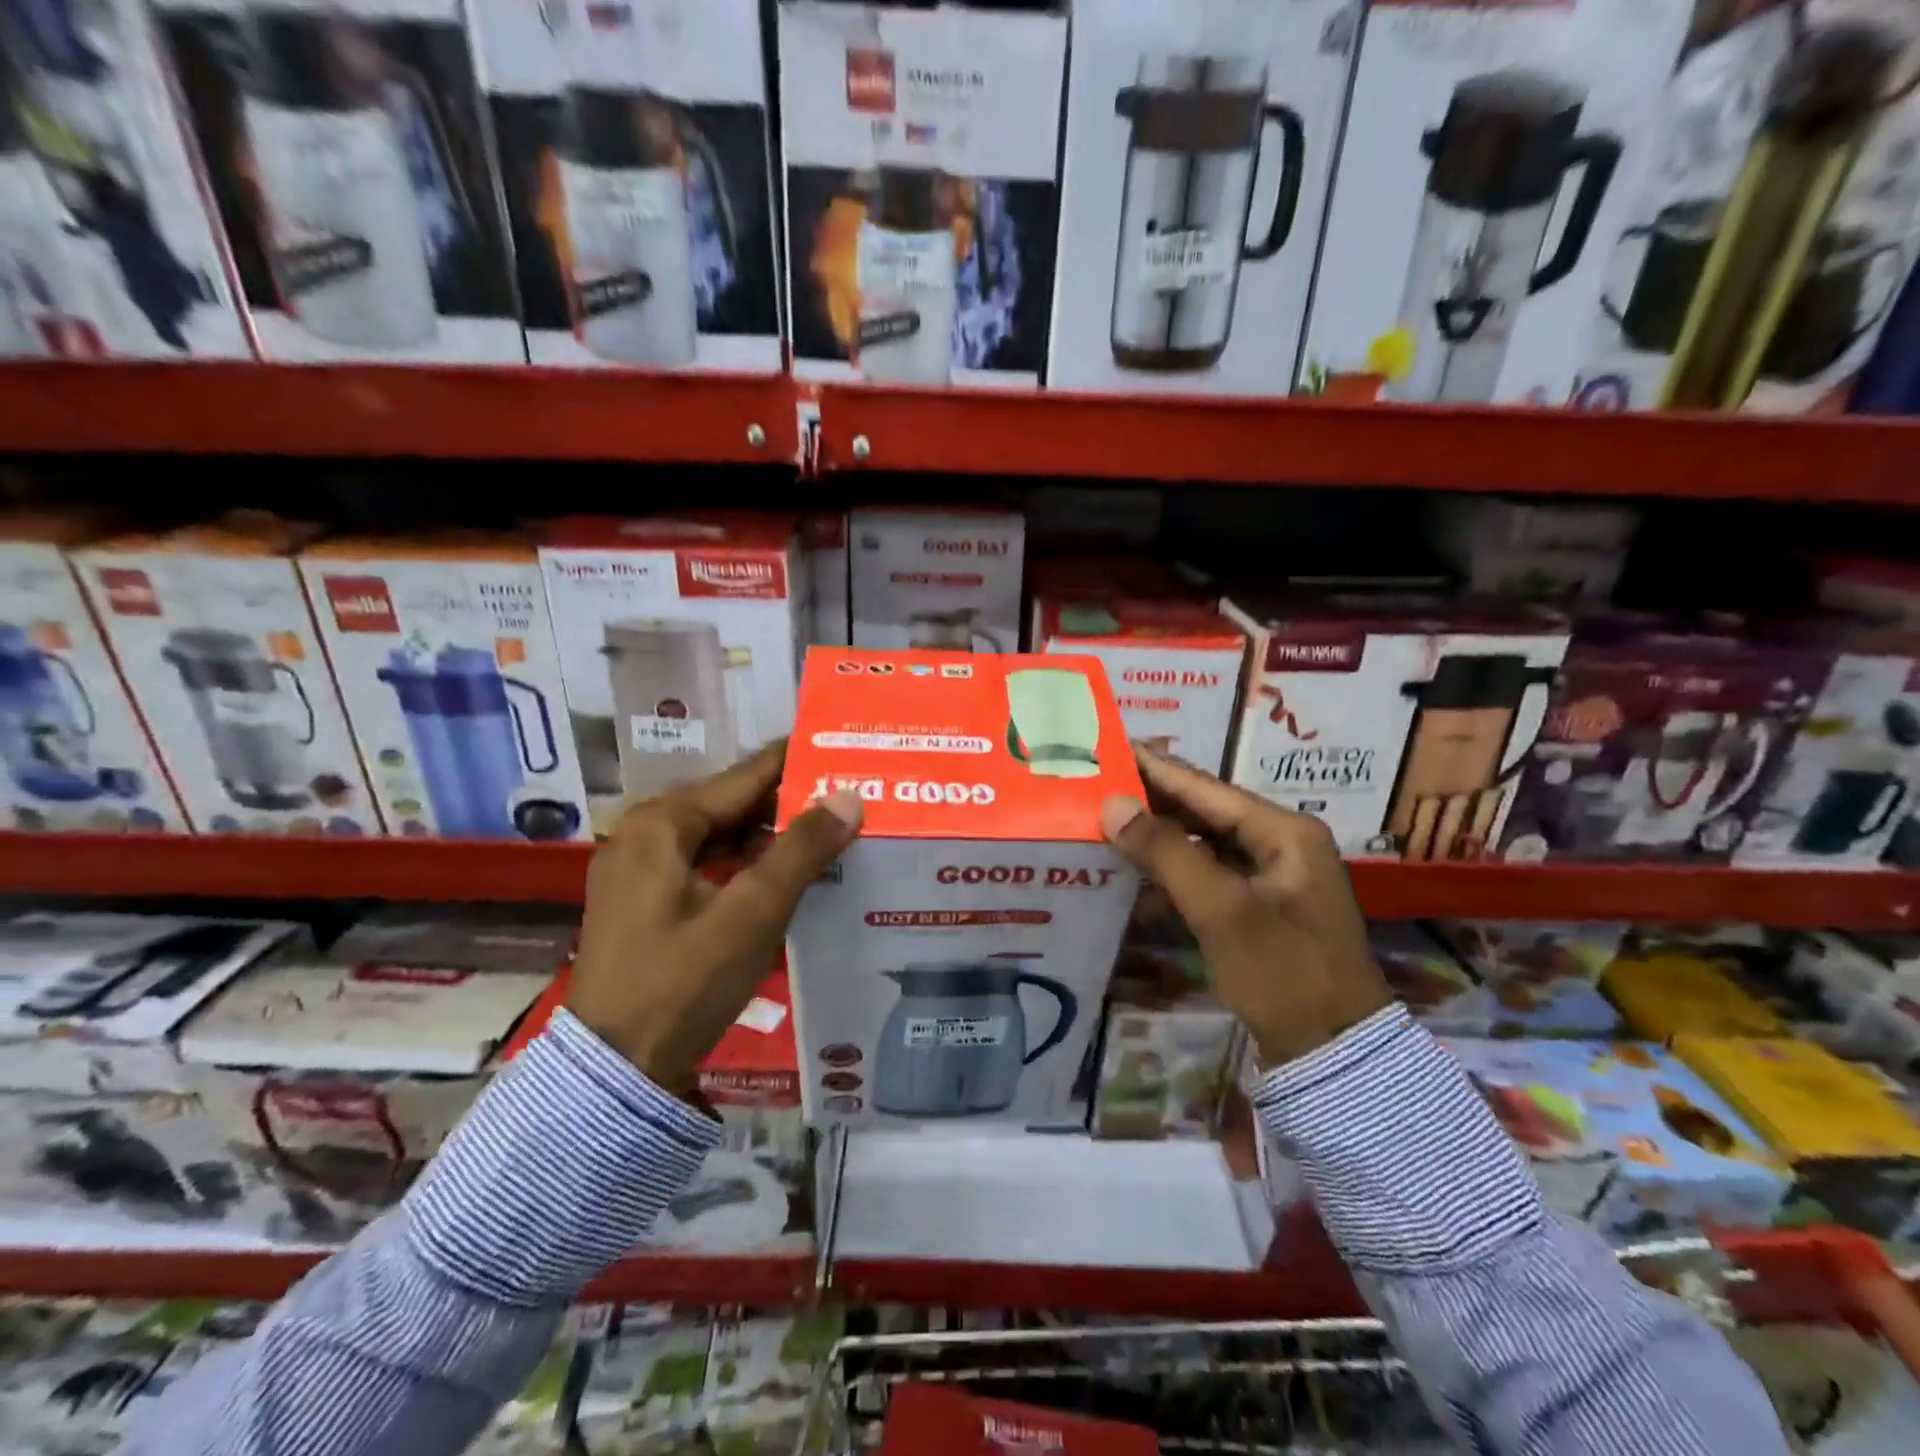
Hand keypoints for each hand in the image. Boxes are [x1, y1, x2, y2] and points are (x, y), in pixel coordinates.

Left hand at [569, 742, 861, 1095]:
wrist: (615, 1072)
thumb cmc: (682, 984)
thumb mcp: (751, 915)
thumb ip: (801, 851)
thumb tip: (849, 796)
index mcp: (661, 824)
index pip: (743, 777)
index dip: (794, 762)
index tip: (840, 748)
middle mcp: (644, 834)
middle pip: (729, 804)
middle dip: (786, 801)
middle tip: (846, 794)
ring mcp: (639, 870)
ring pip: (718, 835)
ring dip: (768, 835)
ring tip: (827, 830)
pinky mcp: (644, 902)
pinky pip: (705, 863)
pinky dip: (744, 863)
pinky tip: (783, 873)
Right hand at [1100, 750, 1390, 1067]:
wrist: (1333, 1056)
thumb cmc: (1283, 974)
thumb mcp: (1222, 911)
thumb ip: (1167, 853)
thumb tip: (1113, 806)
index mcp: (1283, 832)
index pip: (1205, 788)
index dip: (1155, 768)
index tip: (1110, 748)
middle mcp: (1279, 845)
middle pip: (1203, 812)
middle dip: (1151, 803)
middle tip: (1096, 786)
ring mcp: (1270, 879)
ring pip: (1202, 845)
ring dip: (1156, 840)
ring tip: (1104, 825)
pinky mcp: (1257, 910)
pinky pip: (1206, 878)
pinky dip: (1172, 876)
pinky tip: (1132, 879)